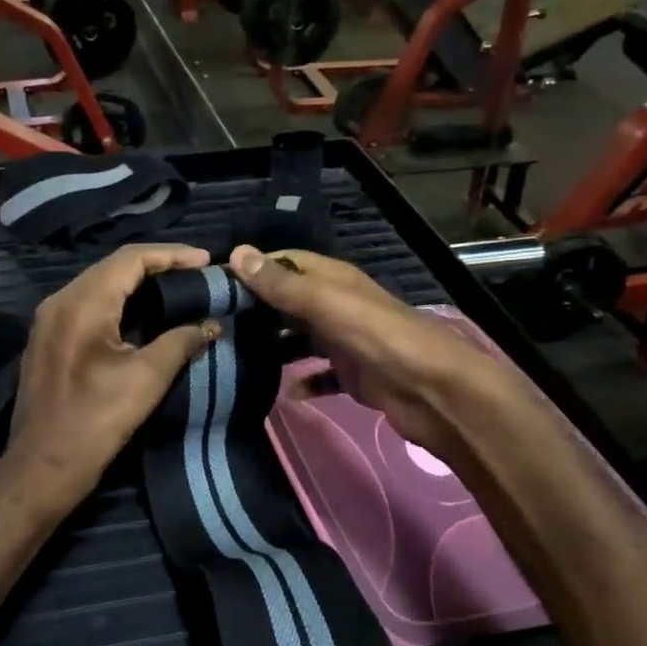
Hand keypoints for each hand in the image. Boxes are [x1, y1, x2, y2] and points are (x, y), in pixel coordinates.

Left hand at [5, 245, 217, 514]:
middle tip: (194, 273)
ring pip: (97, 285)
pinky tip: (139, 314)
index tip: (206, 261)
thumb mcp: (146, 379)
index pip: (131, 259)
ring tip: (174, 288)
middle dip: (156, 265)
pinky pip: (85, 305)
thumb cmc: (95, 422)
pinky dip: (116, 301)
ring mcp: (48, 320)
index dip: (171, 255)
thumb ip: (181, 342)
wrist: (42, 466)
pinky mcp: (46, 340)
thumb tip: (211, 324)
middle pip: (112, 267)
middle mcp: (59, 301)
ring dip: (136, 283)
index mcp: (82, 303)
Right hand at [229, 244, 516, 466]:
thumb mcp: (325, 303)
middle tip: (215, 326)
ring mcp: (347, 341)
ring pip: (302, 339)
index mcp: (333, 280)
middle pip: (290, 301)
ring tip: (236, 359)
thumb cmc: (377, 337)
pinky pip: (320, 376)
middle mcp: (338, 305)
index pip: (285, 262)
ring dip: (275, 347)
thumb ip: (282, 284)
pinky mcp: (354, 375)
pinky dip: (303, 382)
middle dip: (257, 310)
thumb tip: (237, 253)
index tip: (213, 285)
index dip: (252, 269)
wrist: (432, 390)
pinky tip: (282, 392)